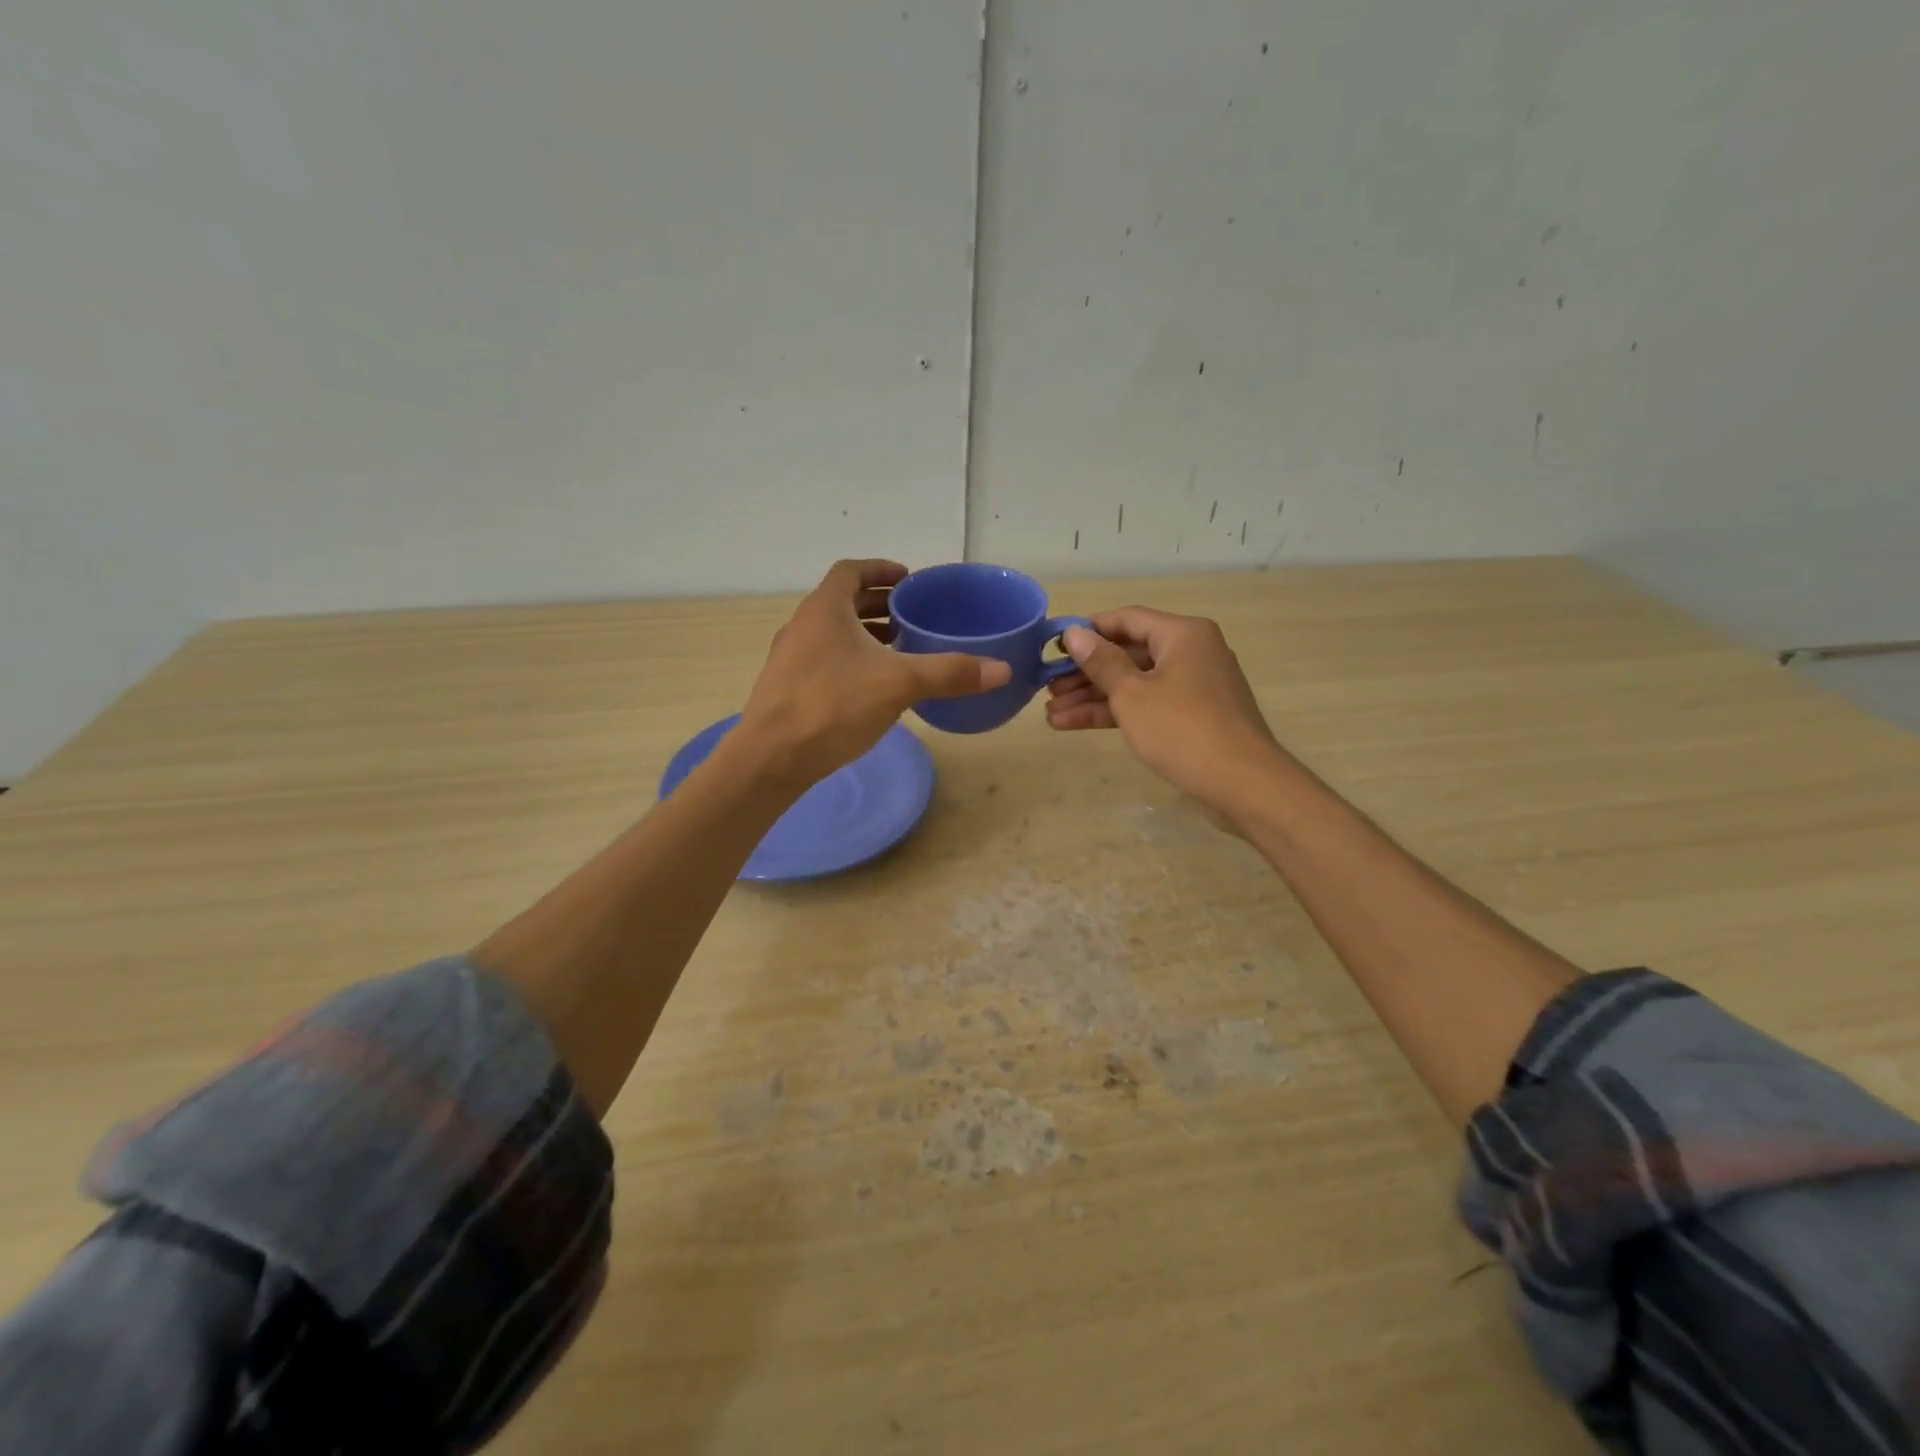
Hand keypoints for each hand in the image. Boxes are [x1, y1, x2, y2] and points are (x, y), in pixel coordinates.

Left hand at [738, 559, 1011, 784]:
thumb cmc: (832, 706)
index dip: (881, 569)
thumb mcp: (899, 684)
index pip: (851, 571)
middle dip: (878, 604)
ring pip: (833, 633)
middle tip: (911, 615)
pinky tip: (872, 687)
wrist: (771, 758)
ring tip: (898, 648)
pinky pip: (825, 660)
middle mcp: (803, 625)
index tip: (907, 579)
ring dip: (864, 634)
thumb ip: (949, 673)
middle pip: (842, 601)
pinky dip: (851, 660)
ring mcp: (791, 658)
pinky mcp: (787, 688)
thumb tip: (1002, 670)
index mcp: (825, 608)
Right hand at [1045, 607, 1284, 820]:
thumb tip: (1075, 634)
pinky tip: (1074, 725)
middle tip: (1047, 687)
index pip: (1126, 619)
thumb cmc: (1182, 729)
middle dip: (1084, 673)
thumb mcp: (1132, 694)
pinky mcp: (1192, 717)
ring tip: (1051, 714)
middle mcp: (1191, 652)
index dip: (1087, 631)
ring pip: (1134, 684)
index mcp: (1182, 634)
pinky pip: (1147, 705)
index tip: (1052, 646)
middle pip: (1128, 653)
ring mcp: (1193, 687)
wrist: (1243, 785)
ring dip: (1093, 698)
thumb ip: (1101, 662)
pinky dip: (1115, 713)